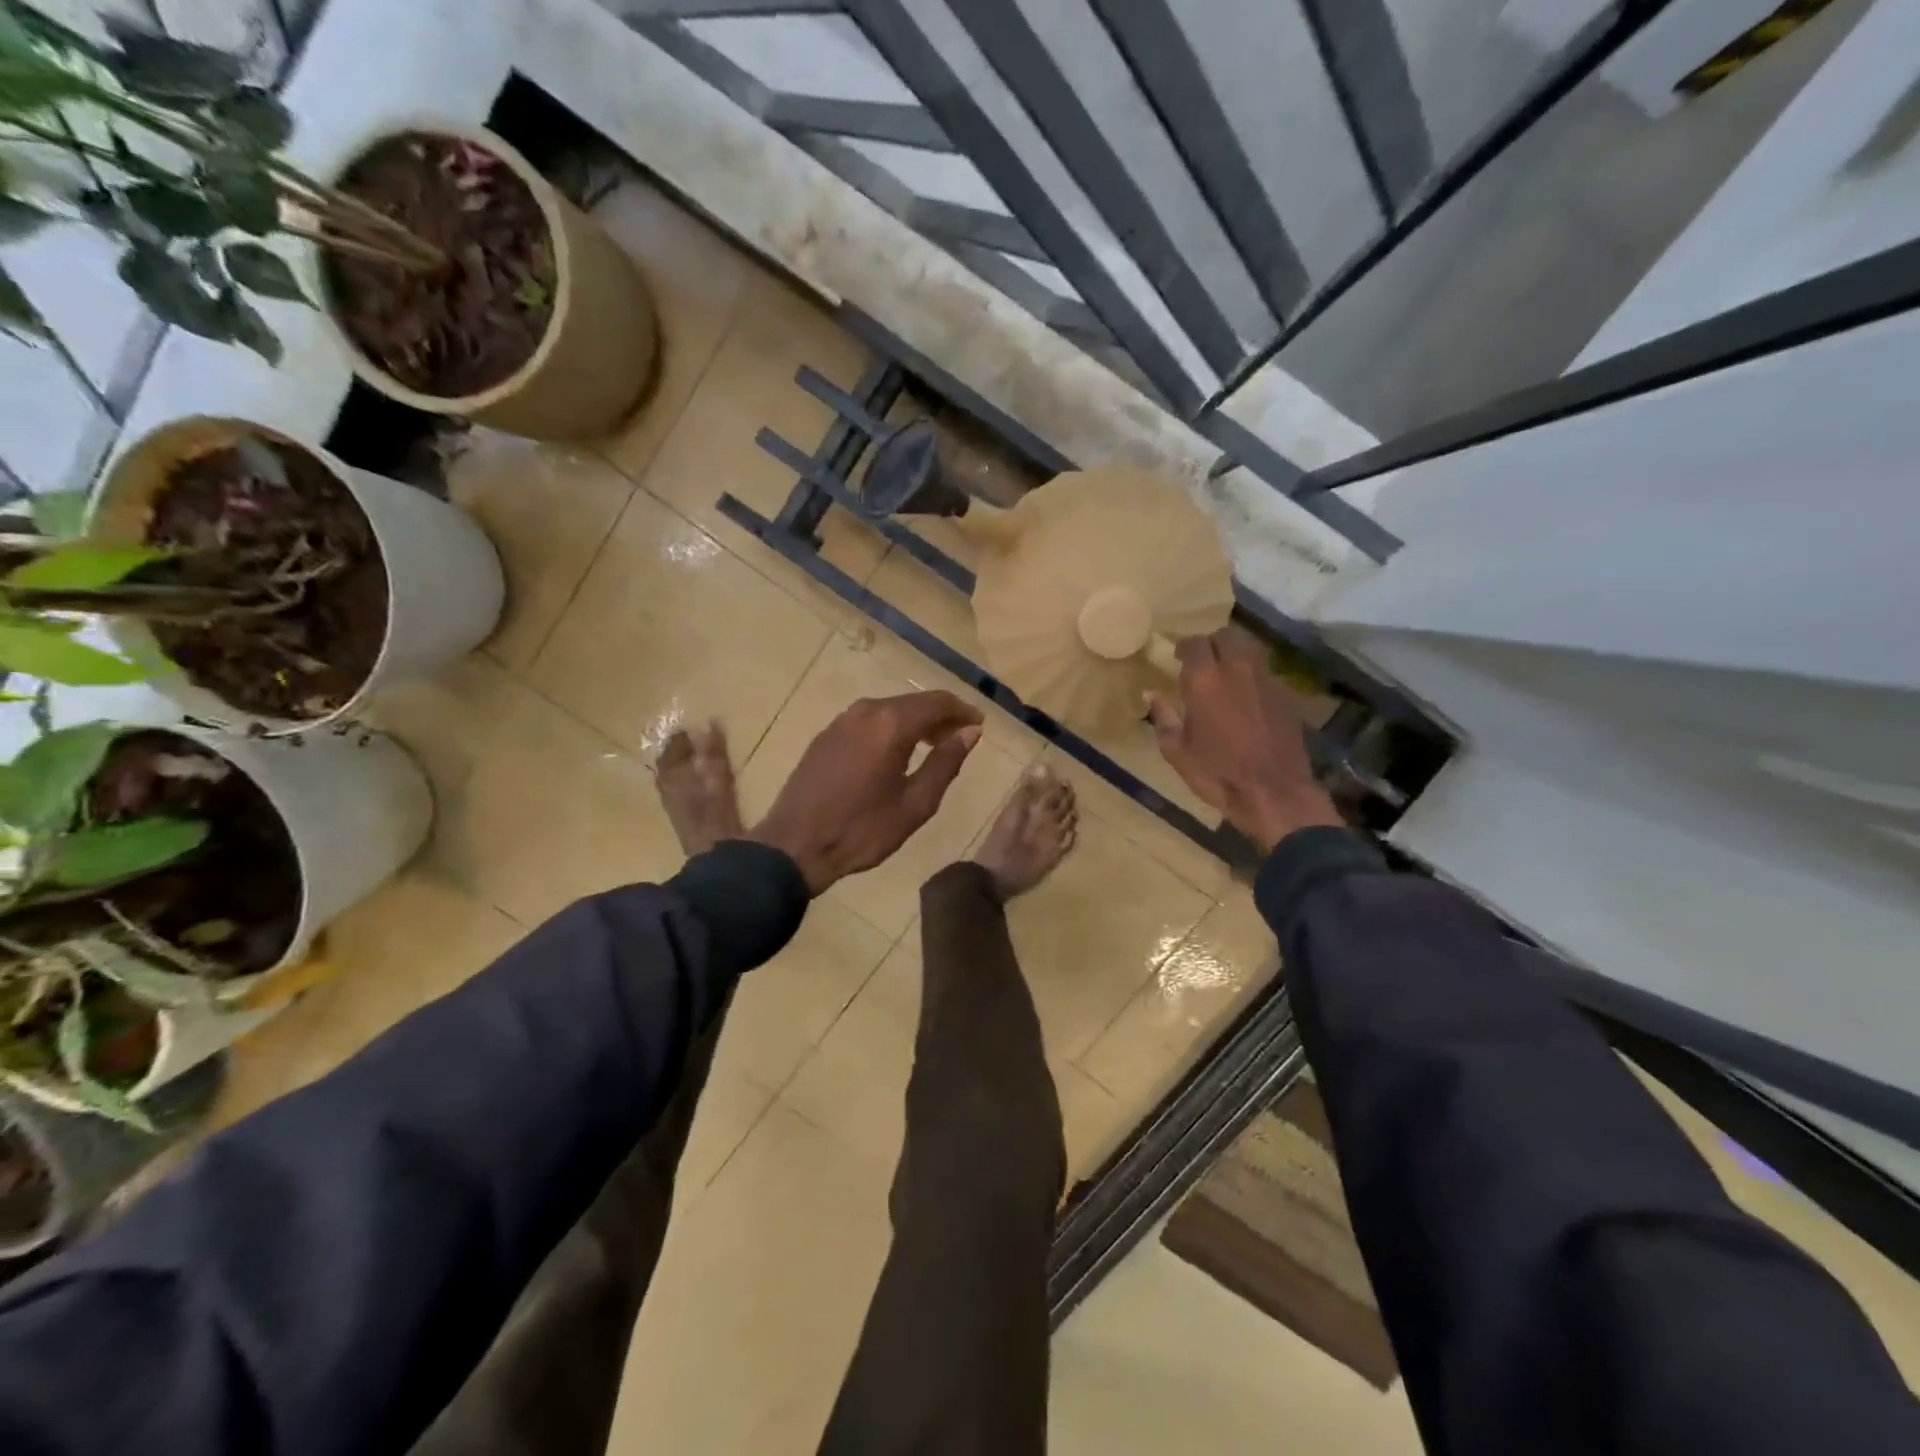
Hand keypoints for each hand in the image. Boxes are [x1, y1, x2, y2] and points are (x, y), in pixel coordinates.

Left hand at [749, 691, 984, 893]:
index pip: (938, 702)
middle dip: (940, 716)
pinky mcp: (826, 735)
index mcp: (890, 724)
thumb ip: (946, 763)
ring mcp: (841, 720)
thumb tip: (970, 732)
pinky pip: (869, 720)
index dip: (963, 711)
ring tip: (933, 748)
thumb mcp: (915, 803)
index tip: (979, 726)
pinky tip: (896, 753)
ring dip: (915, 722)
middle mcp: (866, 711)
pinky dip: (891, 728)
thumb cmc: (862, 830)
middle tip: (960, 739)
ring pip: (890, 709)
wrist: (794, 846)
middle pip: (913, 702)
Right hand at [1146, 630, 1341, 851]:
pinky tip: (1249, 696)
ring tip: (1228, 672)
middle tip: (1204, 660)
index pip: (1195, 643)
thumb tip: (1153, 696)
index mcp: (1205, 680)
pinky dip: (1255, 676)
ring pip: (1251, 649)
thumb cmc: (1217, 773)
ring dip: (1237, 654)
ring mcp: (1267, 680)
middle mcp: (1237, 670)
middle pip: (1227, 636)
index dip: (1185, 647)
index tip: (1178, 657)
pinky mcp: (1287, 696)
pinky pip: (1267, 673)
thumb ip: (1163, 718)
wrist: (1273, 792)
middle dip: (1213, 643)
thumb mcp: (1177, 752)